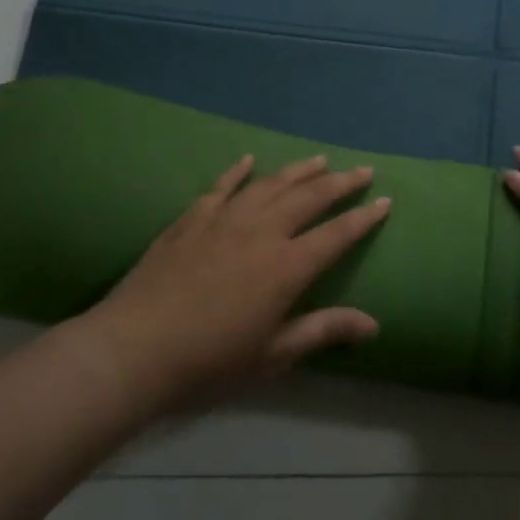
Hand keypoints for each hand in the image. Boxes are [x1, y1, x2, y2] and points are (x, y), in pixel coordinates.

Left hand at [88, 154, 388, 407]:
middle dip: (340, 182)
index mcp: (287, 266)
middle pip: (309, 197)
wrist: (135, 349)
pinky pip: (221, 186)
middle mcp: (262, 231)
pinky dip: (238, 171)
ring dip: (298, 170)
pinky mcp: (192, 219)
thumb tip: (374, 325)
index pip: (336, 234)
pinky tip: (249, 160)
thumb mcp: (274, 354)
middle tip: (361, 170)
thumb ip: (323, 331)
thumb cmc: (211, 360)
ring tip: (319, 160)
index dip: (363, 217)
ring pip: (270, 184)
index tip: (383, 200)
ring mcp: (225, 219)